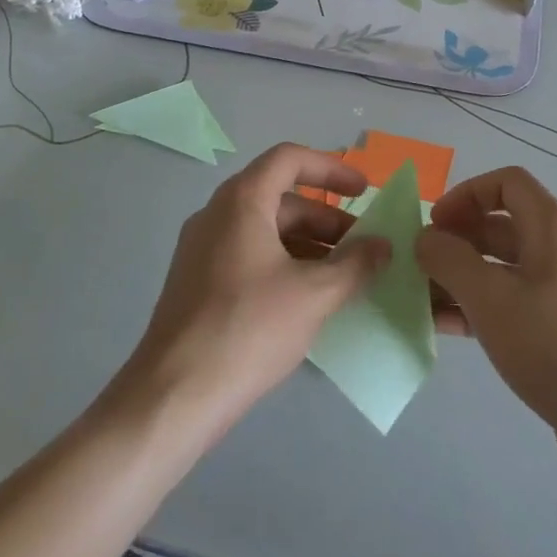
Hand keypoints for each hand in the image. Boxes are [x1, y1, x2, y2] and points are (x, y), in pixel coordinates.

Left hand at [126, 144, 387, 424]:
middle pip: (280, 197)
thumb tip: (383, 245)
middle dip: (327, 217)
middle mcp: (217, 215)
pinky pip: (249, 255)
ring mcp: (202, 249)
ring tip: (343, 275)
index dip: (332, 168)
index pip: (289, 159)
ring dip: (308, 243)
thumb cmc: (248, 329)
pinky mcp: (197, 282)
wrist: (174, 397)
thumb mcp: (314, 294)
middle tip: (362, 246)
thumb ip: (355, 264)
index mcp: (241, 202)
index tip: (364, 190)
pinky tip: (308, 298)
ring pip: (265, 229)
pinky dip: (284, 262)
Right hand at [417, 167, 556, 444]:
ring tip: (421, 299)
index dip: (466, 193)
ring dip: (461, 276)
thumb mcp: (490, 297)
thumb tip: (426, 237)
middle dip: (456, 239)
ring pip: (502, 268)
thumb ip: (450, 260)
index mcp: (550, 227)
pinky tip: (446, 328)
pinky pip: (511, 302)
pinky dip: (478, 306)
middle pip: (500, 225)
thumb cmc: (553, 344)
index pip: (506, 183)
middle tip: (420, 264)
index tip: (436, 224)